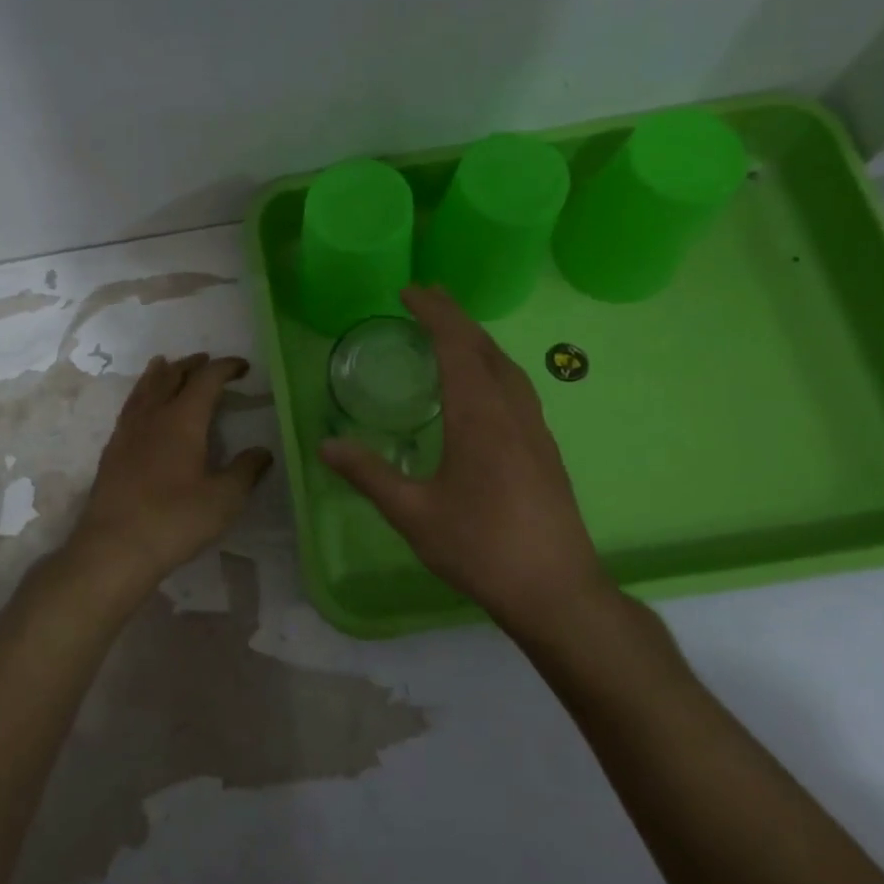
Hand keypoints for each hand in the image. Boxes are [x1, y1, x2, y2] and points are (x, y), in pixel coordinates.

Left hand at [67, 354, 273, 612]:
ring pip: (144, 389)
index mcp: (183, 420)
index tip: (242, 367)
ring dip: (160, 374)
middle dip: (191, 365)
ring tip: (165, 364)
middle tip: (206, 360)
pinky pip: (129, 409)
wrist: (115, 547)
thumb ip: (245, 471)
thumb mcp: (224, 499)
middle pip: (171, 377)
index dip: (225, 368)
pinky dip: (141, 396)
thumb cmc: (175, 520)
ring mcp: (127, 433)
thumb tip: (262, 452)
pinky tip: (141, 409)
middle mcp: (152, 416)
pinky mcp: (111, 452)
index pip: (206, 380)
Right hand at [320, 286, 614, 632]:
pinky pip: (517, 389)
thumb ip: (369, 474)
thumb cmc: (480, 548)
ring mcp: (535, 431)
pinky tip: (481, 390)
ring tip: (451, 334)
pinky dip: (492, 368)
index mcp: (479, 417)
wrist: (556, 591)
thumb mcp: (413, 513)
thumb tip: (326, 445)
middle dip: (455, 317)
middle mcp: (512, 412)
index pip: (457, 345)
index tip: (409, 292)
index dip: (434, 313)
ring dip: (477, 341)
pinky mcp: (545, 451)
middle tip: (425, 298)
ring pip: (507, 367)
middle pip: (485, 348)